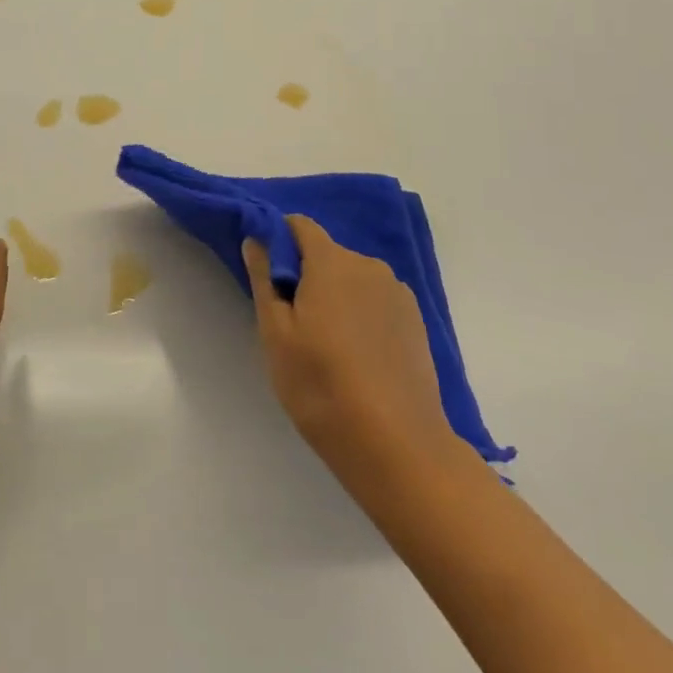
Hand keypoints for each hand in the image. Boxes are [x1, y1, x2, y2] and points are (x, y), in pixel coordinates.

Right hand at [243, 215, 452, 490]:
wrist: (397, 445)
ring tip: (325, 345)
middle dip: (305, 274)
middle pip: (326, 254)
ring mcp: (398, 294)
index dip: (278, 240)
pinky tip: (356, 357)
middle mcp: (369, 266)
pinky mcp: (416, 322)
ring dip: (334, 296)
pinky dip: (360, 315)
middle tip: (291, 322)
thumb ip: (264, 278)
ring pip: (353, 280)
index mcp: (332, 261)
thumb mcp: (276, 333)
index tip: (266, 273)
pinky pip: (376, 302)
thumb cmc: (321, 385)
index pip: (299, 226)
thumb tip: (257, 239)